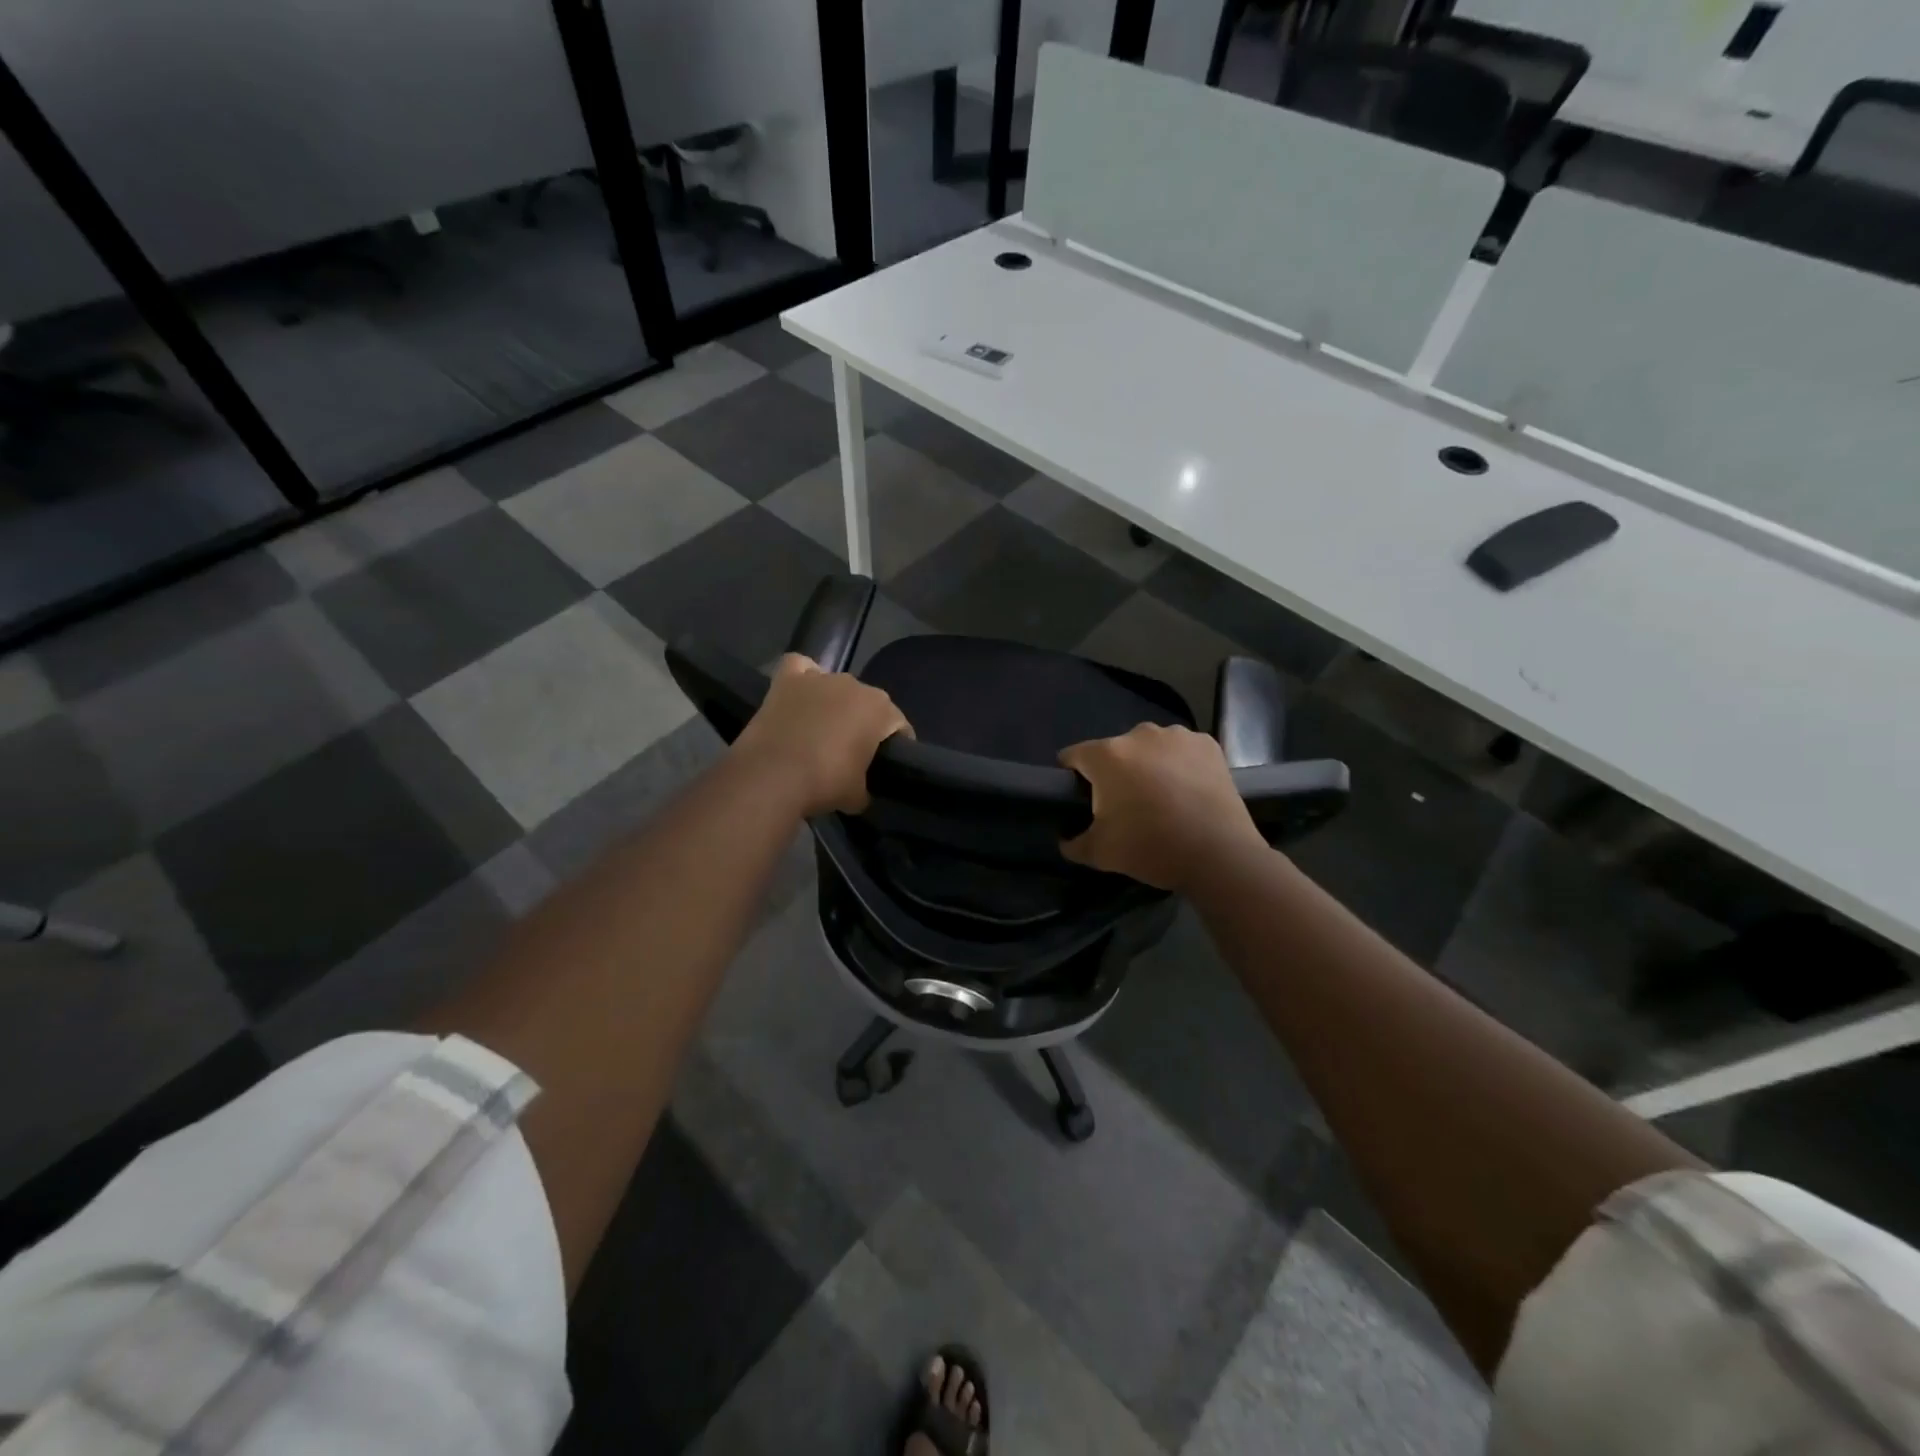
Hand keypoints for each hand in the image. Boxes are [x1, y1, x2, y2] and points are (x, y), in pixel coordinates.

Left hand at [732, 654, 911, 816]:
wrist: (772, 777)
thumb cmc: (825, 782)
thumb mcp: (858, 796)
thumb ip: (866, 786)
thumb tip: (859, 790)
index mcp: (880, 708)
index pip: (898, 725)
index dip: (895, 746)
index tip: (885, 765)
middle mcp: (854, 684)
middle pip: (866, 703)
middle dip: (862, 724)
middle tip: (851, 753)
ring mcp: (819, 678)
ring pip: (835, 685)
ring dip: (833, 704)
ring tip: (820, 730)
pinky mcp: (786, 680)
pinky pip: (800, 668)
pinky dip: (802, 679)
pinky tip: (799, 695)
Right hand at [1059, 724, 1266, 891]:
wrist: (1219, 854)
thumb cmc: (1151, 847)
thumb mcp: (1099, 854)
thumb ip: (1073, 843)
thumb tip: (1066, 839)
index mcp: (1107, 755)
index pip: (1073, 755)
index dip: (1071, 776)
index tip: (1080, 799)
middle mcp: (1140, 734)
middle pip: (1114, 751)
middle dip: (1114, 773)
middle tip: (1126, 806)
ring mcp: (1177, 736)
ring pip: (1149, 748)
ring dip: (1148, 766)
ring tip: (1162, 798)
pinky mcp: (1208, 744)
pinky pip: (1181, 751)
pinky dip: (1180, 765)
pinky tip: (1188, 791)